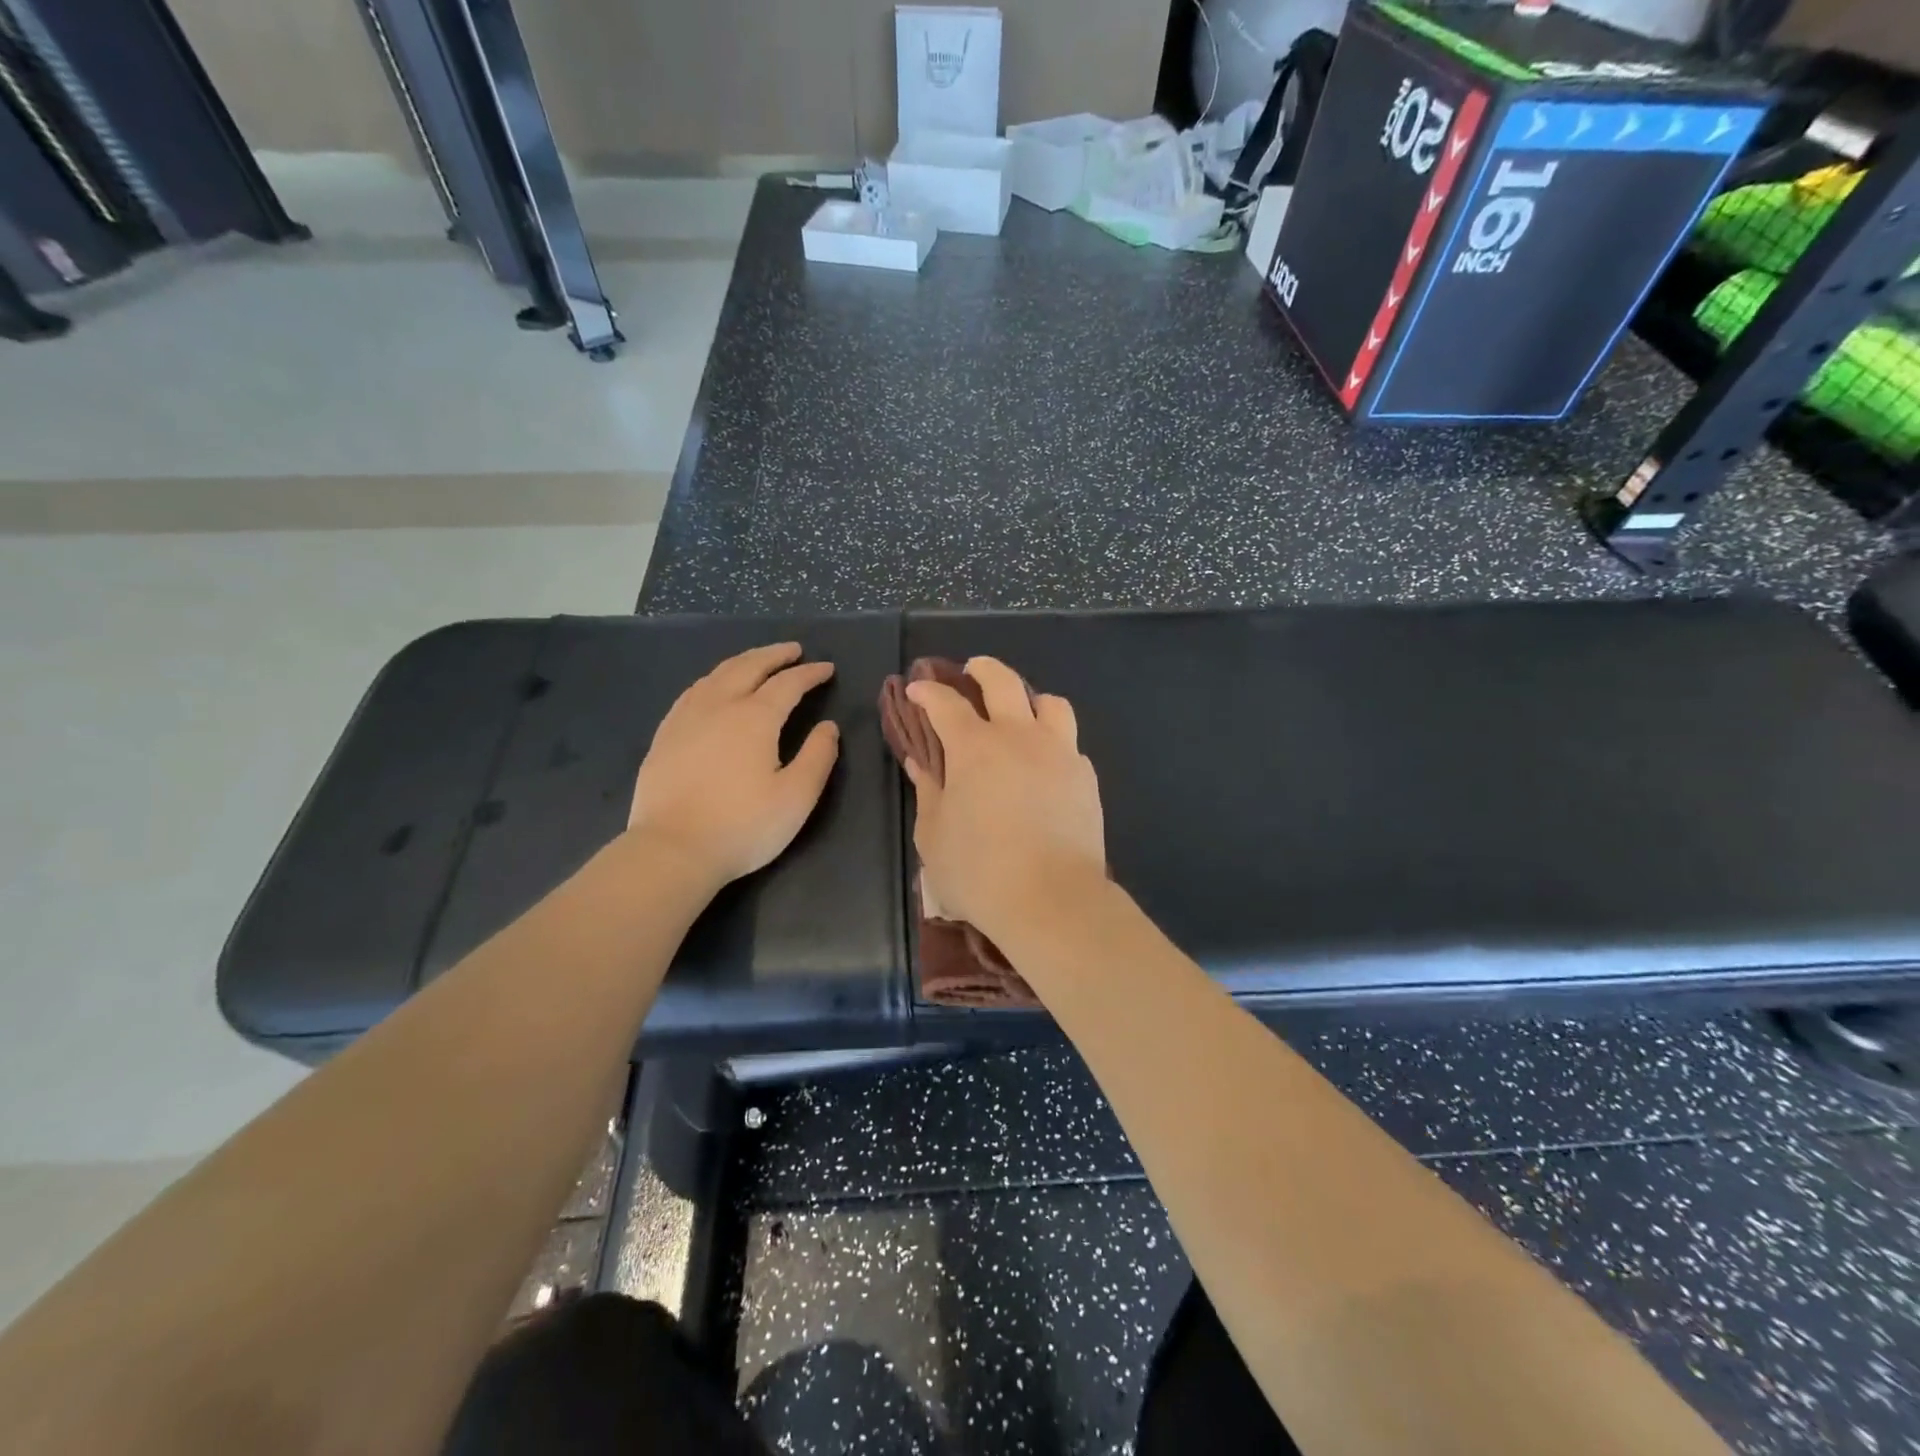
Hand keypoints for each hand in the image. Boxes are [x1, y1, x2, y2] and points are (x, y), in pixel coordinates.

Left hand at [628, 643, 838, 883]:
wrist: (672, 849)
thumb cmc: (743, 826)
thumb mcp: (796, 797)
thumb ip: (818, 756)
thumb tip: (827, 726)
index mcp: (756, 718)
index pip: (788, 684)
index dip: (810, 674)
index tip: (827, 668)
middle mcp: (720, 706)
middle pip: (749, 667)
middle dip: (775, 655)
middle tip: (794, 650)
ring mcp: (686, 718)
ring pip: (717, 674)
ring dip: (743, 661)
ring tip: (758, 661)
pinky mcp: (665, 735)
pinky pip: (692, 691)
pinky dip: (713, 679)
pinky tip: (713, 687)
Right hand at [904, 657, 1105, 938]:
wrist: (1052, 900)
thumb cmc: (980, 873)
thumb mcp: (934, 836)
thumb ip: (927, 792)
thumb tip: (919, 763)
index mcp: (974, 747)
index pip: (946, 704)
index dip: (928, 692)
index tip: (918, 690)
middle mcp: (1019, 737)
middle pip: (1003, 681)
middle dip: (982, 669)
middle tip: (971, 672)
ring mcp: (1059, 753)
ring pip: (1049, 703)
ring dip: (1029, 699)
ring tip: (1020, 713)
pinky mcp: (1086, 776)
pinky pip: (1069, 742)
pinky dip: (1053, 740)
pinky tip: (1045, 763)